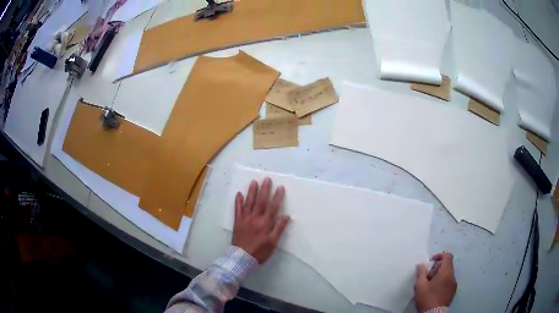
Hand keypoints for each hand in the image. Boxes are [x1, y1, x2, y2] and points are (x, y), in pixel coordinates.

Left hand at [232, 177, 289, 263]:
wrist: (242, 258)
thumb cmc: (260, 252)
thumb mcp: (273, 243)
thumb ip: (278, 229)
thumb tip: (286, 216)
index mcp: (265, 223)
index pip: (273, 207)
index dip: (277, 197)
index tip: (280, 187)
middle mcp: (255, 218)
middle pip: (260, 201)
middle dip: (264, 190)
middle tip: (267, 179)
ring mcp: (245, 219)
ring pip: (248, 203)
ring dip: (251, 192)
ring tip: (254, 182)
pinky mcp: (237, 222)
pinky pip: (237, 209)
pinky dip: (238, 201)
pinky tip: (239, 193)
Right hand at [414, 253, 456, 311]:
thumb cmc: (427, 298)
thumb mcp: (420, 286)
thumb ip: (421, 273)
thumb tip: (421, 264)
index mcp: (446, 272)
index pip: (447, 256)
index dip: (439, 256)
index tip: (431, 262)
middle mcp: (453, 276)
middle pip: (447, 265)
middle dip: (438, 268)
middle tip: (428, 276)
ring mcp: (454, 284)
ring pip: (448, 274)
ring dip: (440, 275)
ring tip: (430, 285)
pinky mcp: (453, 292)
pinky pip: (449, 282)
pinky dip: (443, 282)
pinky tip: (435, 291)